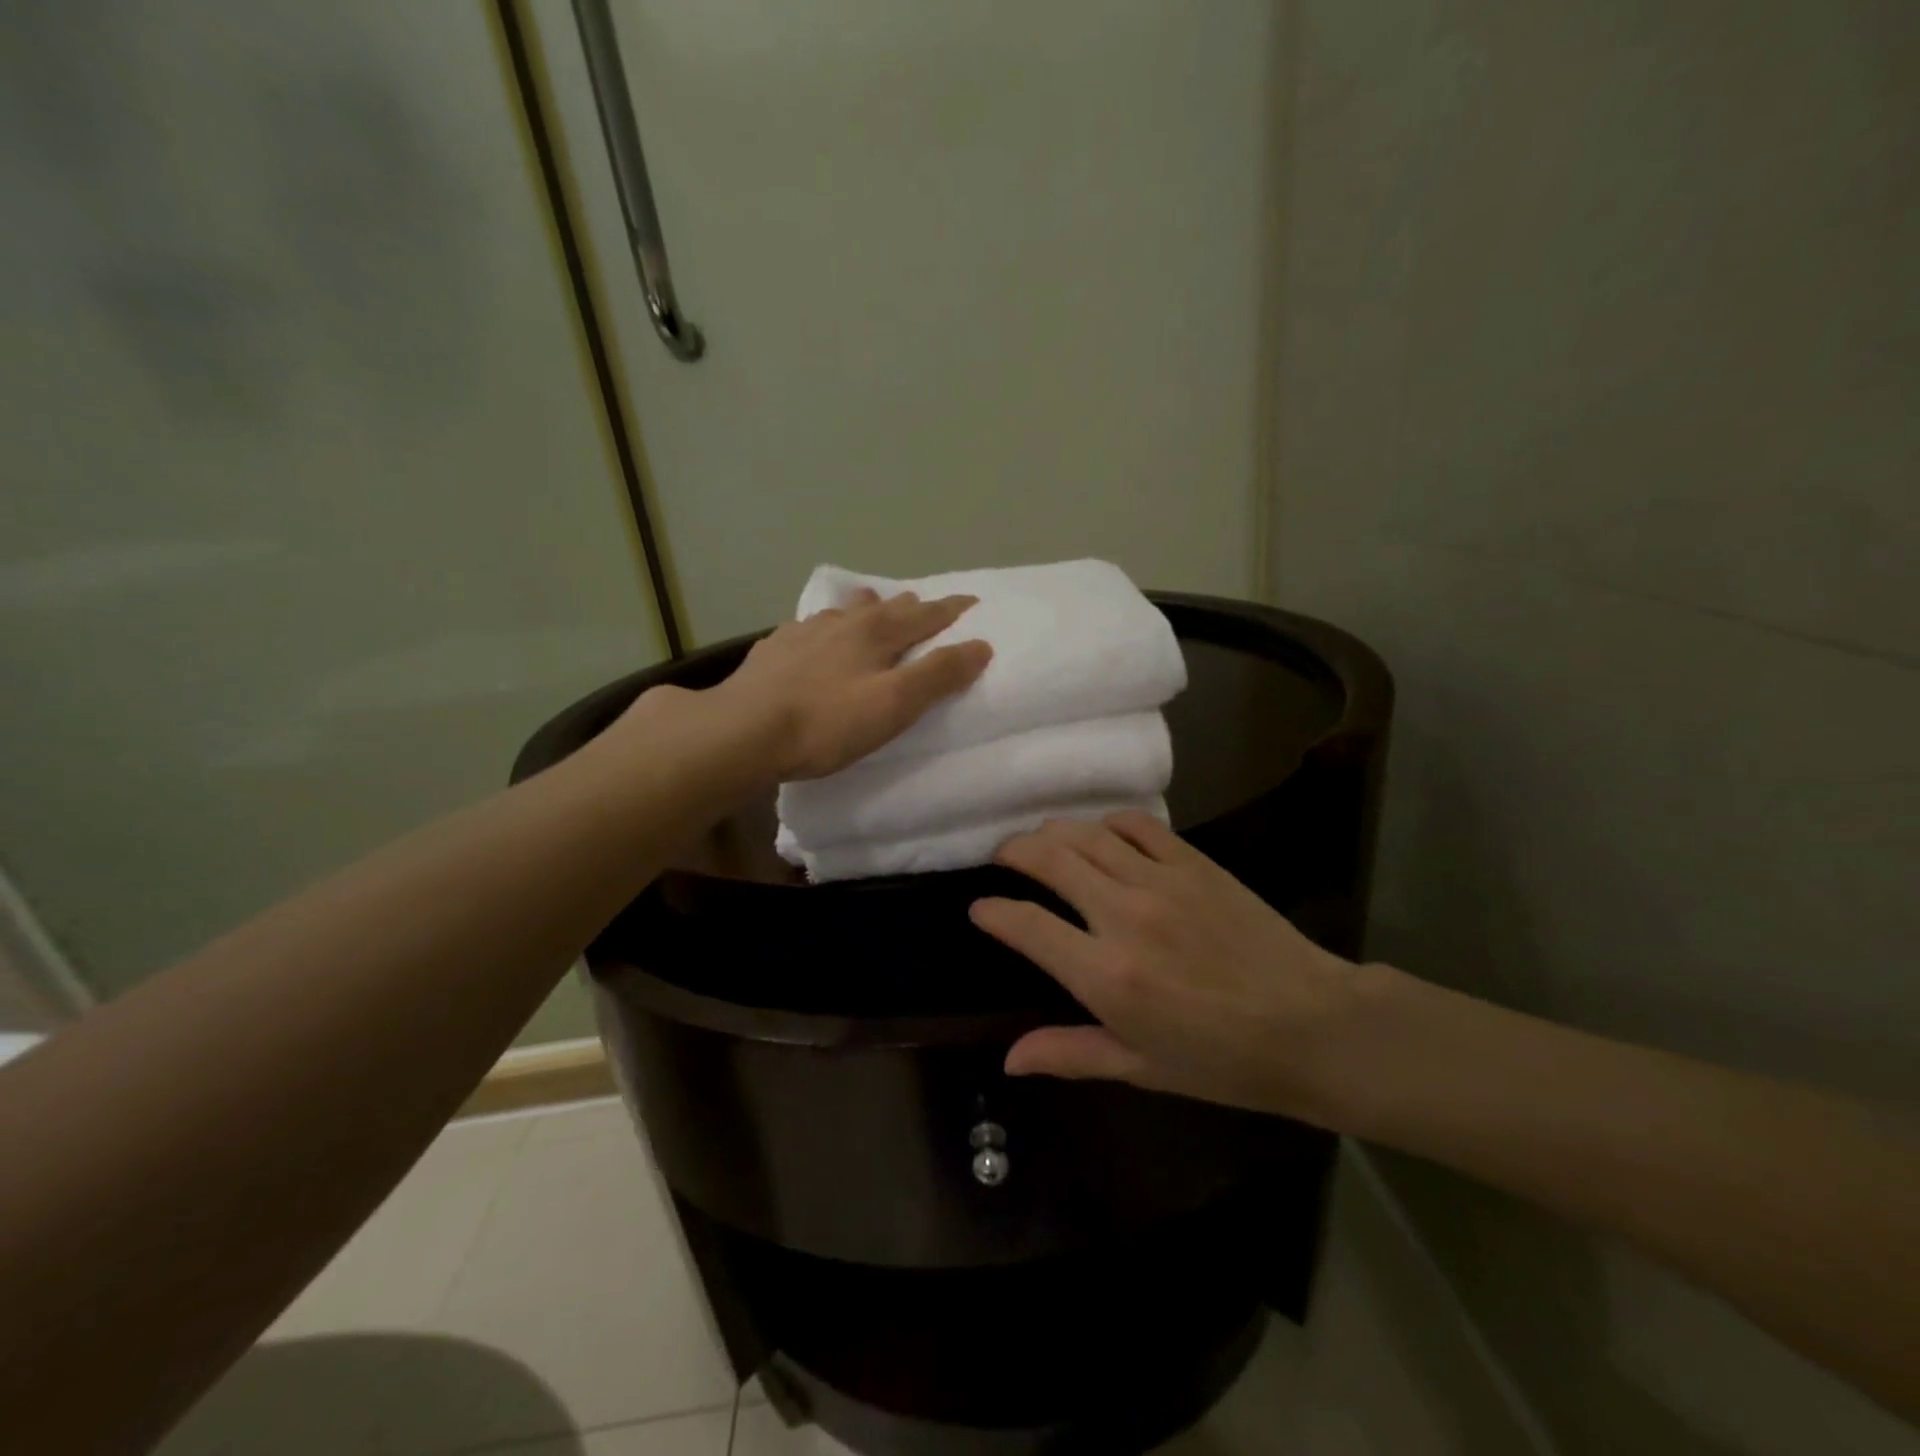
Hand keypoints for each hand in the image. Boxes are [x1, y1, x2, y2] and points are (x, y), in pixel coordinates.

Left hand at [713, 589, 990, 780]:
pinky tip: (814, 636)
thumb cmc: (827, 723)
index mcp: (877, 632)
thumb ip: (938, 674)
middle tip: (926, 607)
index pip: (926, 615)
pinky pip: (810, 628)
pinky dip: (826, 627)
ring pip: (845, 611)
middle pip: (886, 607)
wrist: (742, 731)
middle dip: (911, 606)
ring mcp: (804, 631)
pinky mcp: (774, 649)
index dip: (952, 610)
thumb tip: (981, 645)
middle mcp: (842, 621)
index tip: (973, 604)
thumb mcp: (894, 704)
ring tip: (872, 606)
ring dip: (866, 609)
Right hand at [969, 813, 1364, 1122]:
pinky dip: (1108, 823)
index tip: (980, 908)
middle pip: (1049, 859)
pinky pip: (1137, 825)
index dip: (993, 912)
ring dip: (1053, 832)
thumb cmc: (1223, 1061)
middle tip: (1001, 857)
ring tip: (1041, 841)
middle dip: (1012, 852)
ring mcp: (1160, 881)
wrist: (1312, 1026)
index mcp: (1106, 975)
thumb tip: (1008, 1059)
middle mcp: (1124, 916)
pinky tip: (1101, 834)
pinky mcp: (1193, 862)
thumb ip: (1069, 1053)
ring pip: (1086, 834)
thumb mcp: (1141, 1068)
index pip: (1026, 926)